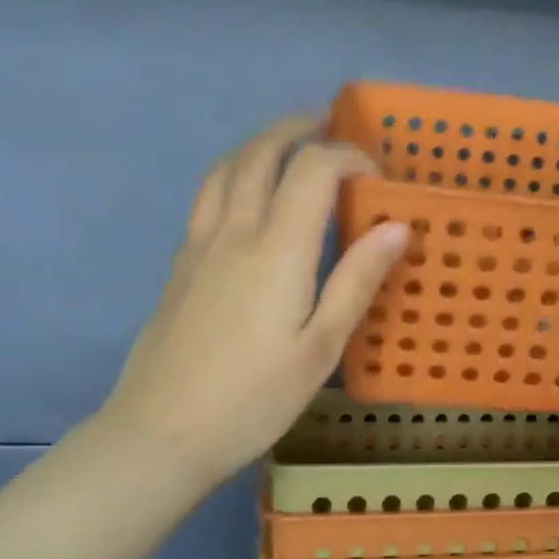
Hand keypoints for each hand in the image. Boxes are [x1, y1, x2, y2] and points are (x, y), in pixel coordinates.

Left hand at [99, 113, 407, 481]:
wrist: (162, 433)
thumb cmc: (255, 397)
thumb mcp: (321, 347)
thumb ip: (357, 281)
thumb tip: (396, 226)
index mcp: (277, 249)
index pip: (313, 170)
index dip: (348, 157)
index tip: (377, 177)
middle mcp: (233, 231)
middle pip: (260, 154)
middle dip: (296, 129)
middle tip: (326, 125)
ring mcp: (198, 246)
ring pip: (225, 169)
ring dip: (258, 144)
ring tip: (286, 145)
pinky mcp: (179, 266)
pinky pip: (206, 197)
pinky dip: (233, 174)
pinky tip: (246, 197)